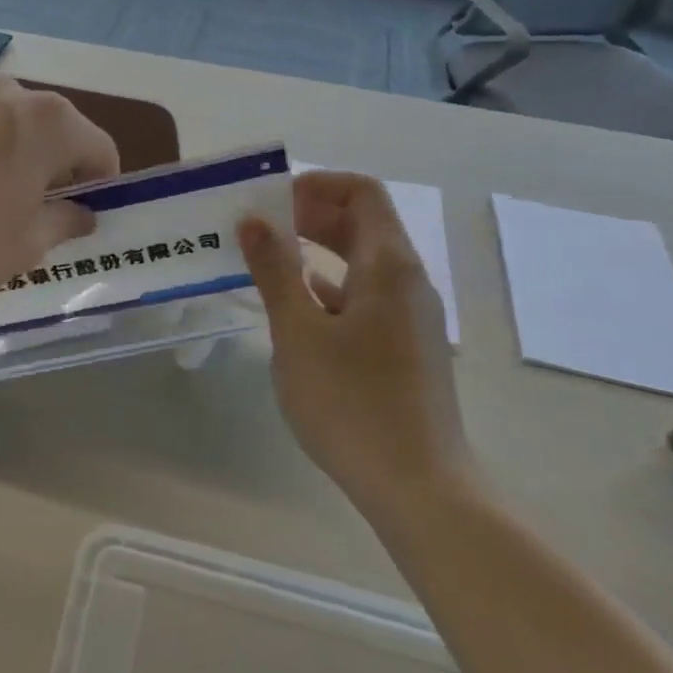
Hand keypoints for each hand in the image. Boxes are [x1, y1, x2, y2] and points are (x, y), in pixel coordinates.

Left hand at [0, 75, 120, 298]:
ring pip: (9, 129)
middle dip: (57, 171)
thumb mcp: (25, 244)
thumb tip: (82, 214)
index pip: (100, 150)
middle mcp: (10, 95)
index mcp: (50, 121)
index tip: (86, 219)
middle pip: (55, 132)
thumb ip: (64, 223)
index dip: (102, 187)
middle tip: (43, 217)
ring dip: (16, 161)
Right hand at [239, 172, 472, 522]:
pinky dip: (328, 286)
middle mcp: (407, 280)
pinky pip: (365, 295)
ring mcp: (409, 315)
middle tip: (259, 227)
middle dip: (309, 215)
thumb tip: (254, 221)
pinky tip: (293, 306)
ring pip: (361, 261)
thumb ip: (275, 271)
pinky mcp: (404, 346)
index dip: (316, 185)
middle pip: (362, 223)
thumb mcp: (298, 332)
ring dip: (316, 251)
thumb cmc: (352, 402)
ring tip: (265, 261)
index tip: (271, 201)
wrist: (418, 487)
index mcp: (388, 265)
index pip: (361, 193)